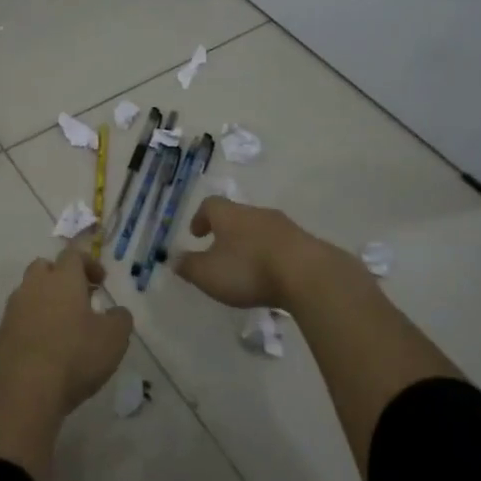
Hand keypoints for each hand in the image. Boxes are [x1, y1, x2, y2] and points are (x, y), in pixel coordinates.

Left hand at [0, 248, 132, 413]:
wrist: (24, 391)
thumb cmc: (75, 356)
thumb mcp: (114, 338)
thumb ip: (120, 318)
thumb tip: (116, 312)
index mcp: (62, 279)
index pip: (72, 255)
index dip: (88, 263)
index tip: (100, 281)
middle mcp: (34, 286)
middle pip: (44, 268)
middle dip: (61, 277)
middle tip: (79, 299)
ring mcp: (13, 310)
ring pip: (29, 293)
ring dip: (45, 302)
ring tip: (63, 327)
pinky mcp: (0, 335)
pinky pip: (19, 320)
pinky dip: (32, 326)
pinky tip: (45, 349)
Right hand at [171, 196, 339, 310]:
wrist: (308, 274)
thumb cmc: (249, 269)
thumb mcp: (209, 274)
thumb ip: (189, 267)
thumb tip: (173, 258)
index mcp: (229, 214)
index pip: (210, 205)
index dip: (200, 218)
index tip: (196, 234)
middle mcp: (256, 213)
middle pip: (237, 215)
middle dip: (227, 231)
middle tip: (220, 250)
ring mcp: (284, 226)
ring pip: (260, 229)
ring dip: (251, 243)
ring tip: (247, 267)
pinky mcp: (305, 243)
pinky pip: (281, 244)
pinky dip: (272, 255)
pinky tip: (272, 275)